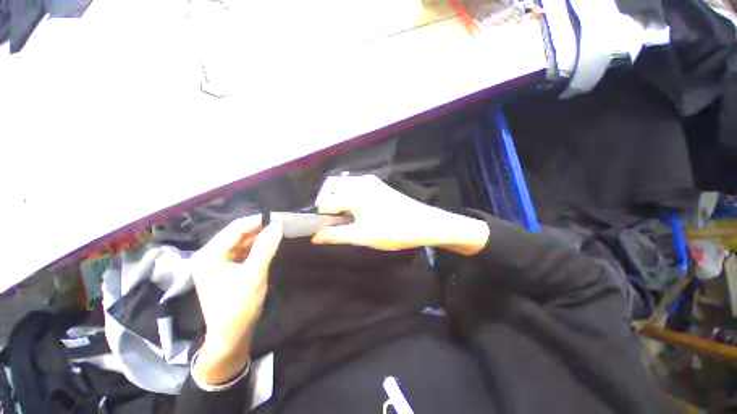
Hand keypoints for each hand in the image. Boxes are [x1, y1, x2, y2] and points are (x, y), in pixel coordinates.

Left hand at [190, 215, 282, 384]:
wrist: (231, 335)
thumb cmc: (239, 305)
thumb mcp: (254, 274)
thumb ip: (265, 247)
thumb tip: (277, 226)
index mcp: (209, 255)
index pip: (234, 229)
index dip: (255, 221)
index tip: (276, 217)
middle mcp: (209, 256)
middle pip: (235, 235)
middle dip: (257, 228)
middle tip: (278, 224)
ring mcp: (216, 263)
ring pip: (239, 243)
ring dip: (257, 237)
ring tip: (275, 231)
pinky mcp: (225, 270)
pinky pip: (241, 252)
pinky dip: (254, 247)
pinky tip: (266, 244)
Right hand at [312, 175, 488, 254]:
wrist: (424, 224)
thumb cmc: (393, 231)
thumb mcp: (362, 236)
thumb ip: (336, 235)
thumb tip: (315, 237)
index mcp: (354, 192)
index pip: (326, 202)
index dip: (322, 217)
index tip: (325, 230)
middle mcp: (360, 181)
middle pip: (332, 186)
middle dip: (326, 201)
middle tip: (332, 221)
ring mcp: (371, 181)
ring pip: (344, 184)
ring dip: (338, 198)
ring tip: (344, 218)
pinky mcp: (379, 185)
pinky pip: (355, 186)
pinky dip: (349, 196)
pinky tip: (357, 211)